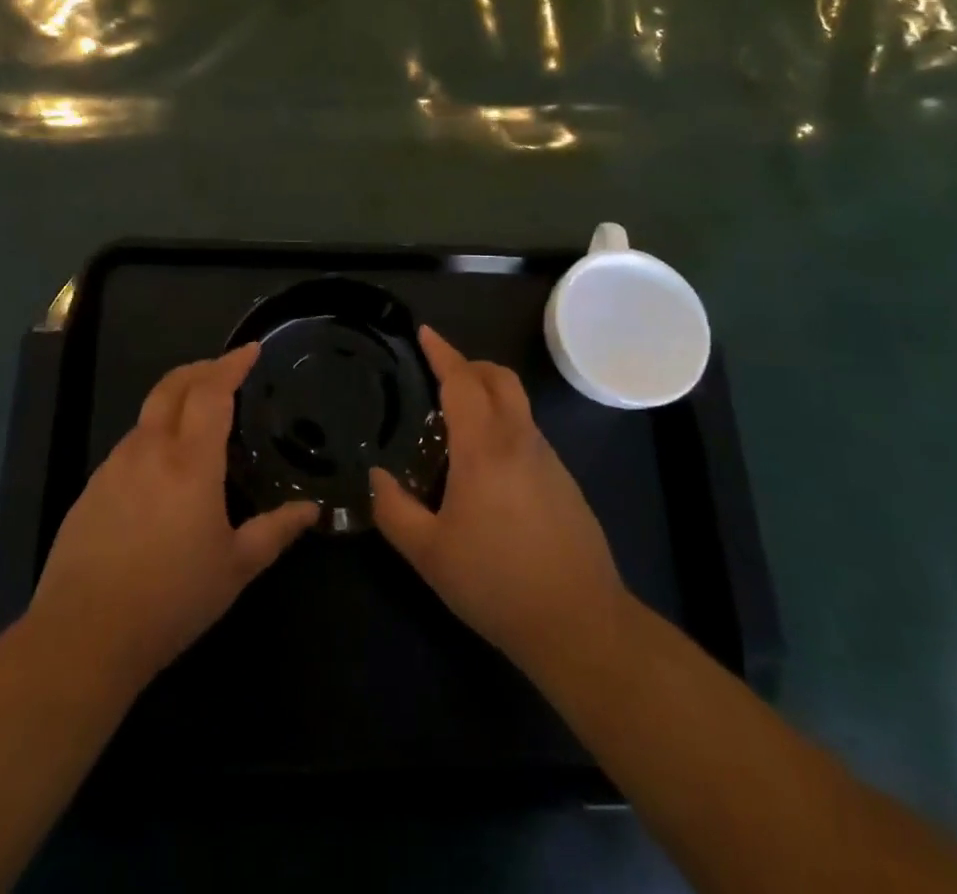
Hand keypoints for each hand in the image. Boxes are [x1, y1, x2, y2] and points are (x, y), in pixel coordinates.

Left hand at [28, 344, 317, 691]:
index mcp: (190, 461)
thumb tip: (311, 510)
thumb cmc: (172, 599)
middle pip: (173, 385)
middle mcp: (150, 450)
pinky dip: (154, 436)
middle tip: (226, 368)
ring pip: (149, 415)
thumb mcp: (235, 568)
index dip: (232, 364)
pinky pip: (130, 446)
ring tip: (198, 420)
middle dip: (202, 367)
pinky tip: (162, 471)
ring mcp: (114, 466)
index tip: (251, 349)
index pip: (212, 391)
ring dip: (176, 401)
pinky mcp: (92, 488)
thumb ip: (275, 532)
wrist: (83, 635)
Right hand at [370, 328, 629, 683]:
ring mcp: (548, 460)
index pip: (462, 380)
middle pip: (500, 378)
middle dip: (470, 365)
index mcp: (484, 447)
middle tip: (440, 374)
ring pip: (517, 406)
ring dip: (488, 398)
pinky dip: (504, 428)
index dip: (442, 352)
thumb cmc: (496, 582)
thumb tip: (376, 477)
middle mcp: (520, 440)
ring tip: (456, 428)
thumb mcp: (429, 553)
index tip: (425, 333)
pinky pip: (528, 435)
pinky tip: (486, 472)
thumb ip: (394, 510)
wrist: (580, 624)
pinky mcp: (565, 483)